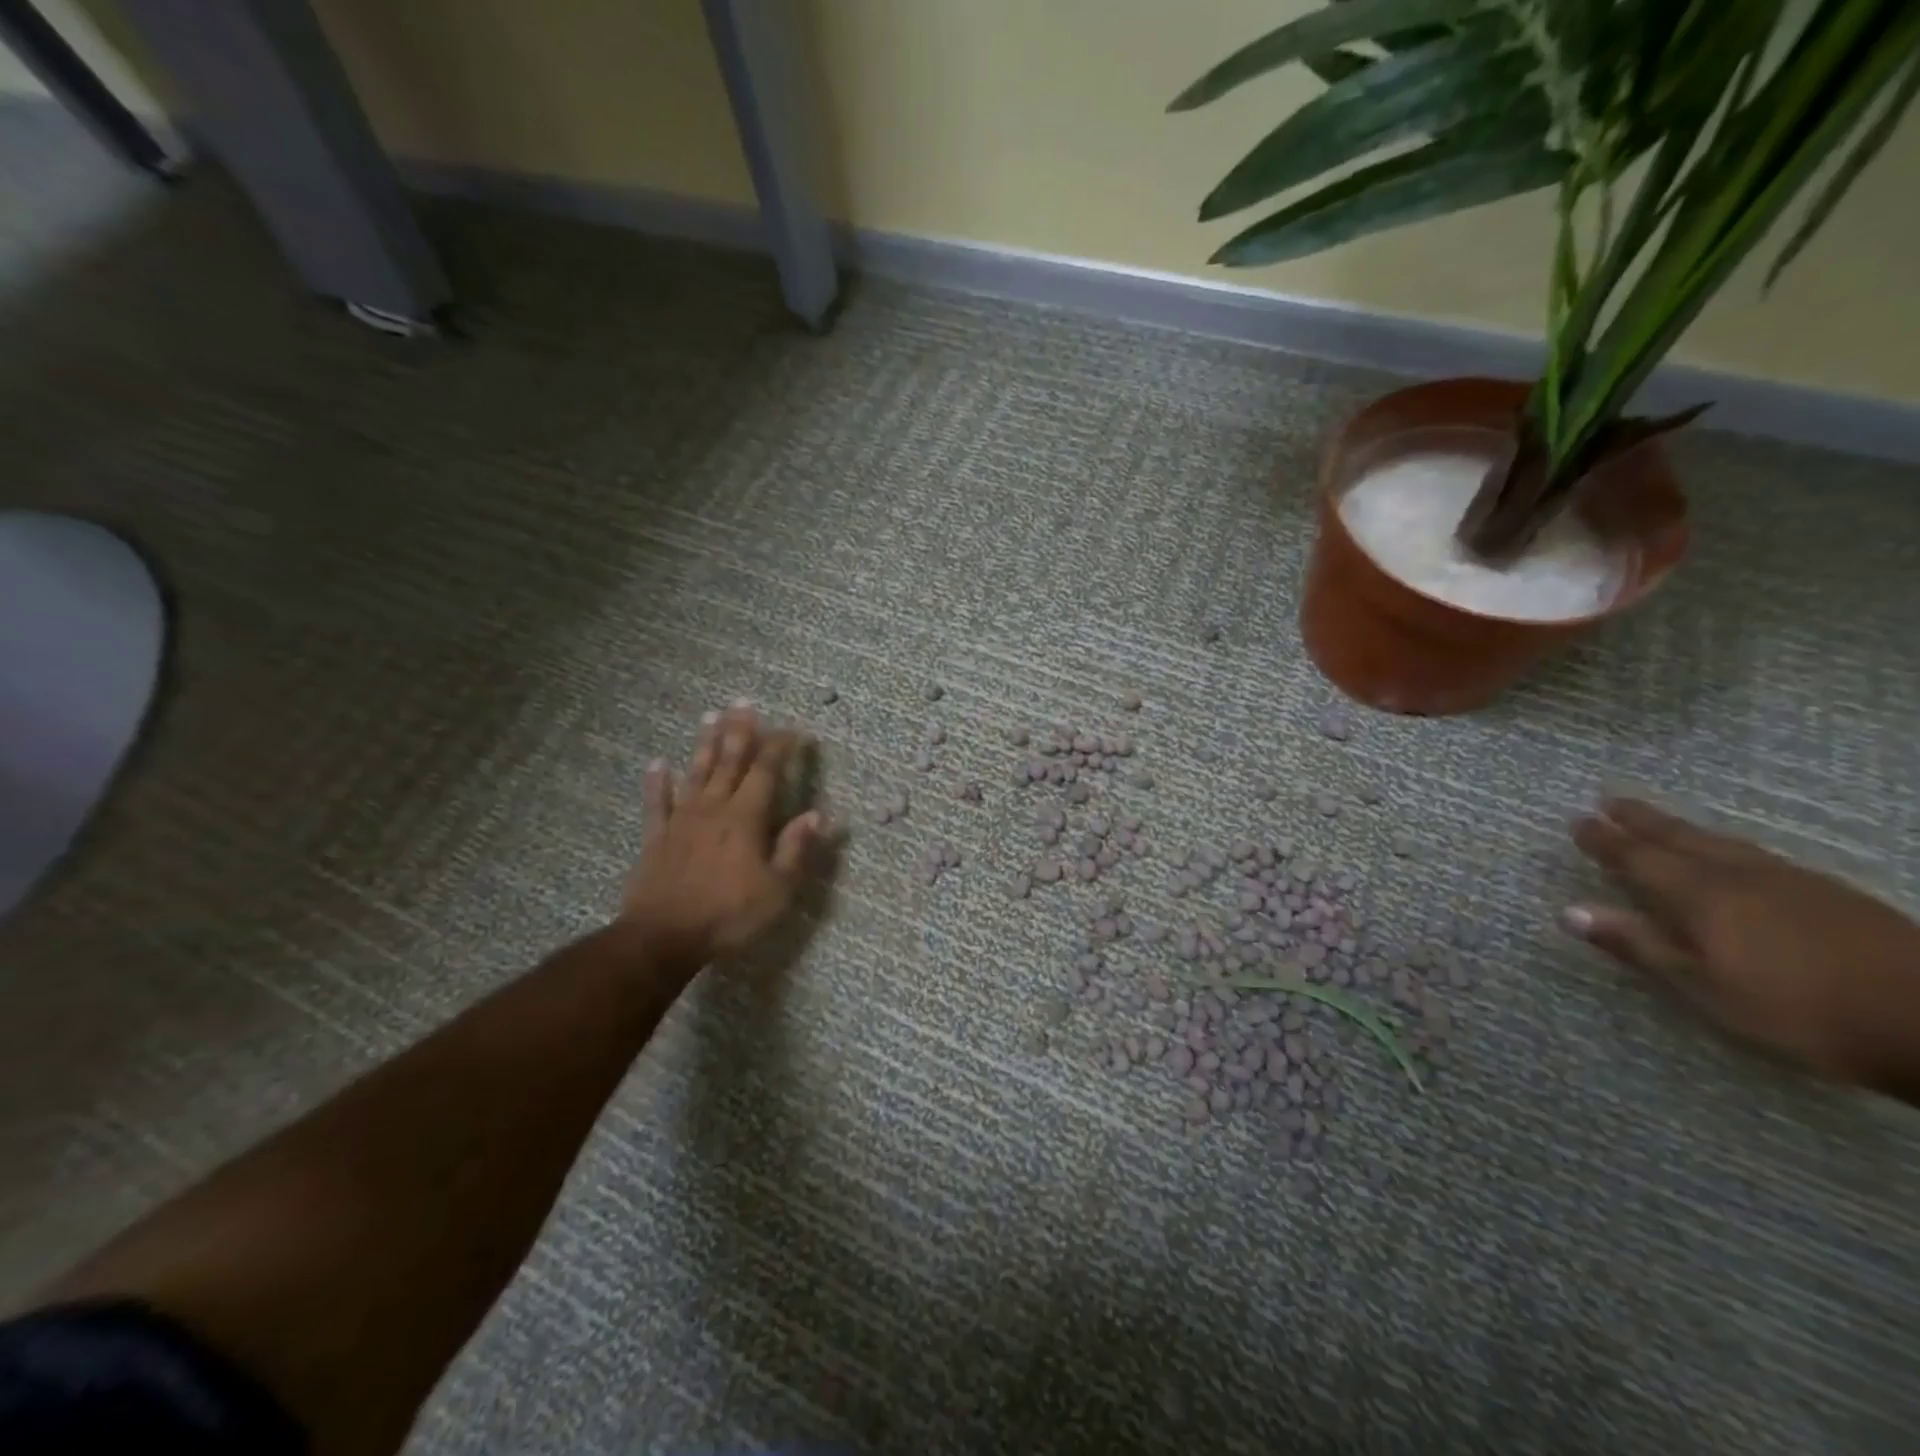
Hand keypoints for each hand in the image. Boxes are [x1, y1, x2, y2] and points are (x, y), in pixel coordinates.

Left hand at [620, 705, 826, 970]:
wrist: (662, 938)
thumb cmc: (728, 915)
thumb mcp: (777, 890)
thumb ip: (796, 849)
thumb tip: (819, 815)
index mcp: (746, 818)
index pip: (767, 772)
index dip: (781, 748)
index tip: (794, 731)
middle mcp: (714, 808)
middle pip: (729, 761)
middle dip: (740, 731)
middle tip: (744, 703)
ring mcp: (682, 820)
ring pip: (696, 773)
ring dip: (705, 744)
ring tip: (711, 716)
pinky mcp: (656, 837)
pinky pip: (657, 802)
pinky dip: (657, 782)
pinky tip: (658, 763)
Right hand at [1566, 796, 1919, 1095]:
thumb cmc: (1797, 1010)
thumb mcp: (1704, 987)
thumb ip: (1639, 945)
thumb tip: (1570, 911)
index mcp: (1701, 895)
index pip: (1638, 858)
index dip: (1605, 840)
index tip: (1578, 821)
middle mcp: (1739, 876)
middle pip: (1681, 839)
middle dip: (1642, 820)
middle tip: (1611, 800)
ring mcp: (1791, 882)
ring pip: (1723, 843)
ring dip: (1684, 829)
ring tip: (1661, 820)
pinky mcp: (1831, 894)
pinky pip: (1758, 855)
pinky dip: (1726, 845)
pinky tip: (1733, 855)